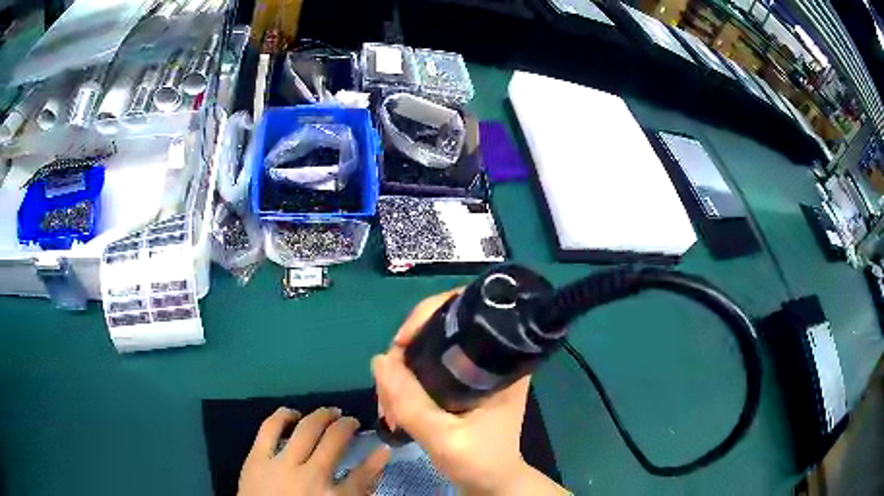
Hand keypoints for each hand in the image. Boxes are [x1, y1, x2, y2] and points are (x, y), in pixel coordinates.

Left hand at [238, 407, 390, 495]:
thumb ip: (358, 488)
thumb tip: (379, 460)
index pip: (361, 474)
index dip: (375, 460)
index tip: (381, 446)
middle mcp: (309, 476)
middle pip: (331, 441)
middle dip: (345, 425)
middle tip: (350, 420)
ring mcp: (280, 464)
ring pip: (304, 429)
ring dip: (320, 416)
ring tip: (328, 413)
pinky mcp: (256, 458)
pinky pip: (270, 428)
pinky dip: (283, 416)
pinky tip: (292, 414)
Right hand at [372, 291, 567, 495]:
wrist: (492, 483)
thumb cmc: (480, 462)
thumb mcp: (445, 439)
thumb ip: (411, 404)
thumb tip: (379, 360)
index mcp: (501, 363)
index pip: (466, 312)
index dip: (427, 316)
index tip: (400, 344)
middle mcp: (490, 358)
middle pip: (437, 332)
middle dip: (404, 356)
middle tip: (387, 393)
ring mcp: (473, 371)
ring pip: (426, 352)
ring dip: (400, 375)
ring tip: (389, 410)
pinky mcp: (460, 384)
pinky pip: (424, 370)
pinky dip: (404, 384)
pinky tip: (395, 408)